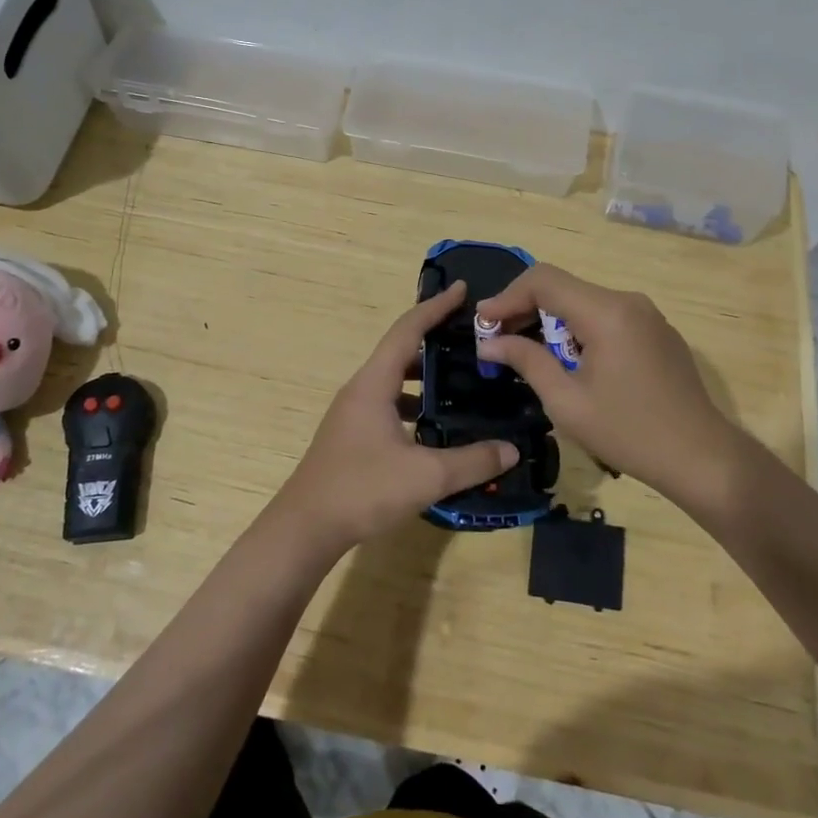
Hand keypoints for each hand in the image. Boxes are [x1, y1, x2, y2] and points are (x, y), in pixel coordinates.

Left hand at [270, 281, 518, 554]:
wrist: (305, 527)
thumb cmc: (362, 490)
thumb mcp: (426, 476)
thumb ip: (472, 461)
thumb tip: (512, 449)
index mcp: (374, 383)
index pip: (407, 330)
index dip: (435, 307)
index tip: (461, 290)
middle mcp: (361, 389)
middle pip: (400, 350)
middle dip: (434, 339)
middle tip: (471, 340)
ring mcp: (353, 413)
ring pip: (393, 380)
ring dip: (424, 375)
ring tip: (461, 379)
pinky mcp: (352, 435)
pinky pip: (388, 403)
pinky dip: (413, 402)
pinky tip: (435, 426)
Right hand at [475, 264, 752, 512]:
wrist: (703, 458)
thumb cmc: (630, 433)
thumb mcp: (567, 402)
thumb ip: (527, 361)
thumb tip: (490, 342)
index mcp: (607, 313)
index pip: (544, 280)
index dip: (507, 297)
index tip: (483, 324)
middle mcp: (628, 301)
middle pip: (563, 288)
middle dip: (525, 309)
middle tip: (497, 340)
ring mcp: (646, 314)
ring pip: (583, 302)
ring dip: (550, 321)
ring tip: (527, 353)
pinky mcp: (656, 331)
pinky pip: (605, 316)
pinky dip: (577, 329)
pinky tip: (568, 360)